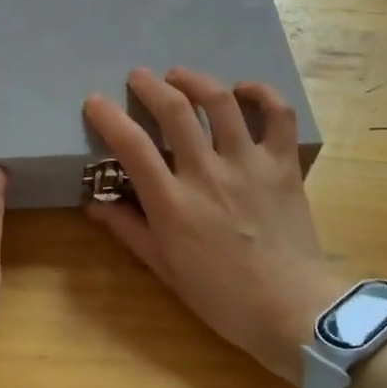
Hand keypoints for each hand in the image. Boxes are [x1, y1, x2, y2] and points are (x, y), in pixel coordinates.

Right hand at [83, 68, 347, 382]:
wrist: (292, 311)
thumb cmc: (222, 297)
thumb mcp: (165, 269)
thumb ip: (130, 230)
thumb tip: (95, 202)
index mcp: (174, 204)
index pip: (132, 146)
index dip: (108, 117)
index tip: (95, 102)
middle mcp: (208, 174)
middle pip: (175, 110)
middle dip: (150, 85)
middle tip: (138, 77)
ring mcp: (249, 164)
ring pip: (221, 102)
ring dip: (195, 80)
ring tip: (180, 77)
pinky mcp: (283, 165)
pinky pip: (278, 115)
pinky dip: (261, 94)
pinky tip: (242, 90)